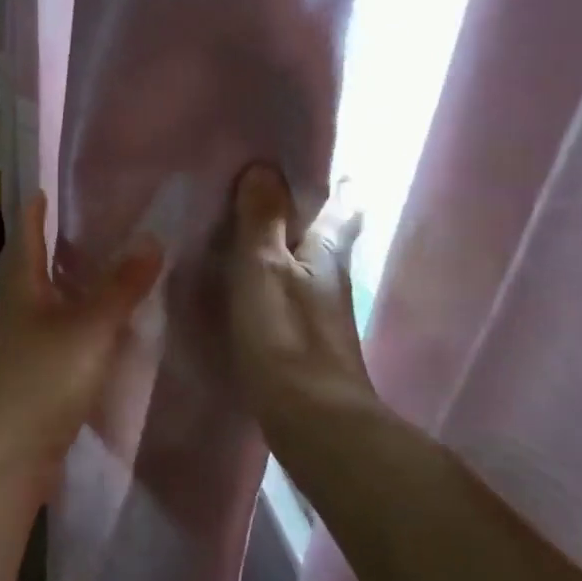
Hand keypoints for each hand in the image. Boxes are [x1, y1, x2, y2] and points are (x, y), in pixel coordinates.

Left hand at [0, 192, 162, 494]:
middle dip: (46, 252)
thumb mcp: (90, 328)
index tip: (41, 191)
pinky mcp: (33, 383)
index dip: (33, 215)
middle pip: (28, 274)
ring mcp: (20, 351)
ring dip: (62, 291)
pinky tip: (98, 336)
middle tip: (78, 232)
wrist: (9, 454)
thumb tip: (151, 239)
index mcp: (21, 291)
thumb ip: (121, 287)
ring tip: (94, 278)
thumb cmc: (43, 379)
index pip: (25, 241)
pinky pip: (55, 343)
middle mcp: (15, 315)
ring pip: (42, 310)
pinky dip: (74, 329)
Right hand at [226, 163, 382, 436]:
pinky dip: (265, 275)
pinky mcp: (300, 336)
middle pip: (323, 231)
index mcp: (327, 250)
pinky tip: (240, 279)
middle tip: (258, 186)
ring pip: (301, 261)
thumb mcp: (264, 269)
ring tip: (240, 224)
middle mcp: (329, 274)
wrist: (312, 420)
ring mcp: (317, 308)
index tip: (299, 160)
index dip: (331, 180)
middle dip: (300, 208)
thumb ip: (261, 220)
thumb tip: (263, 167)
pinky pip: (283, 289)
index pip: (342, 203)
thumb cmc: (287, 336)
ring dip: (278, 241)